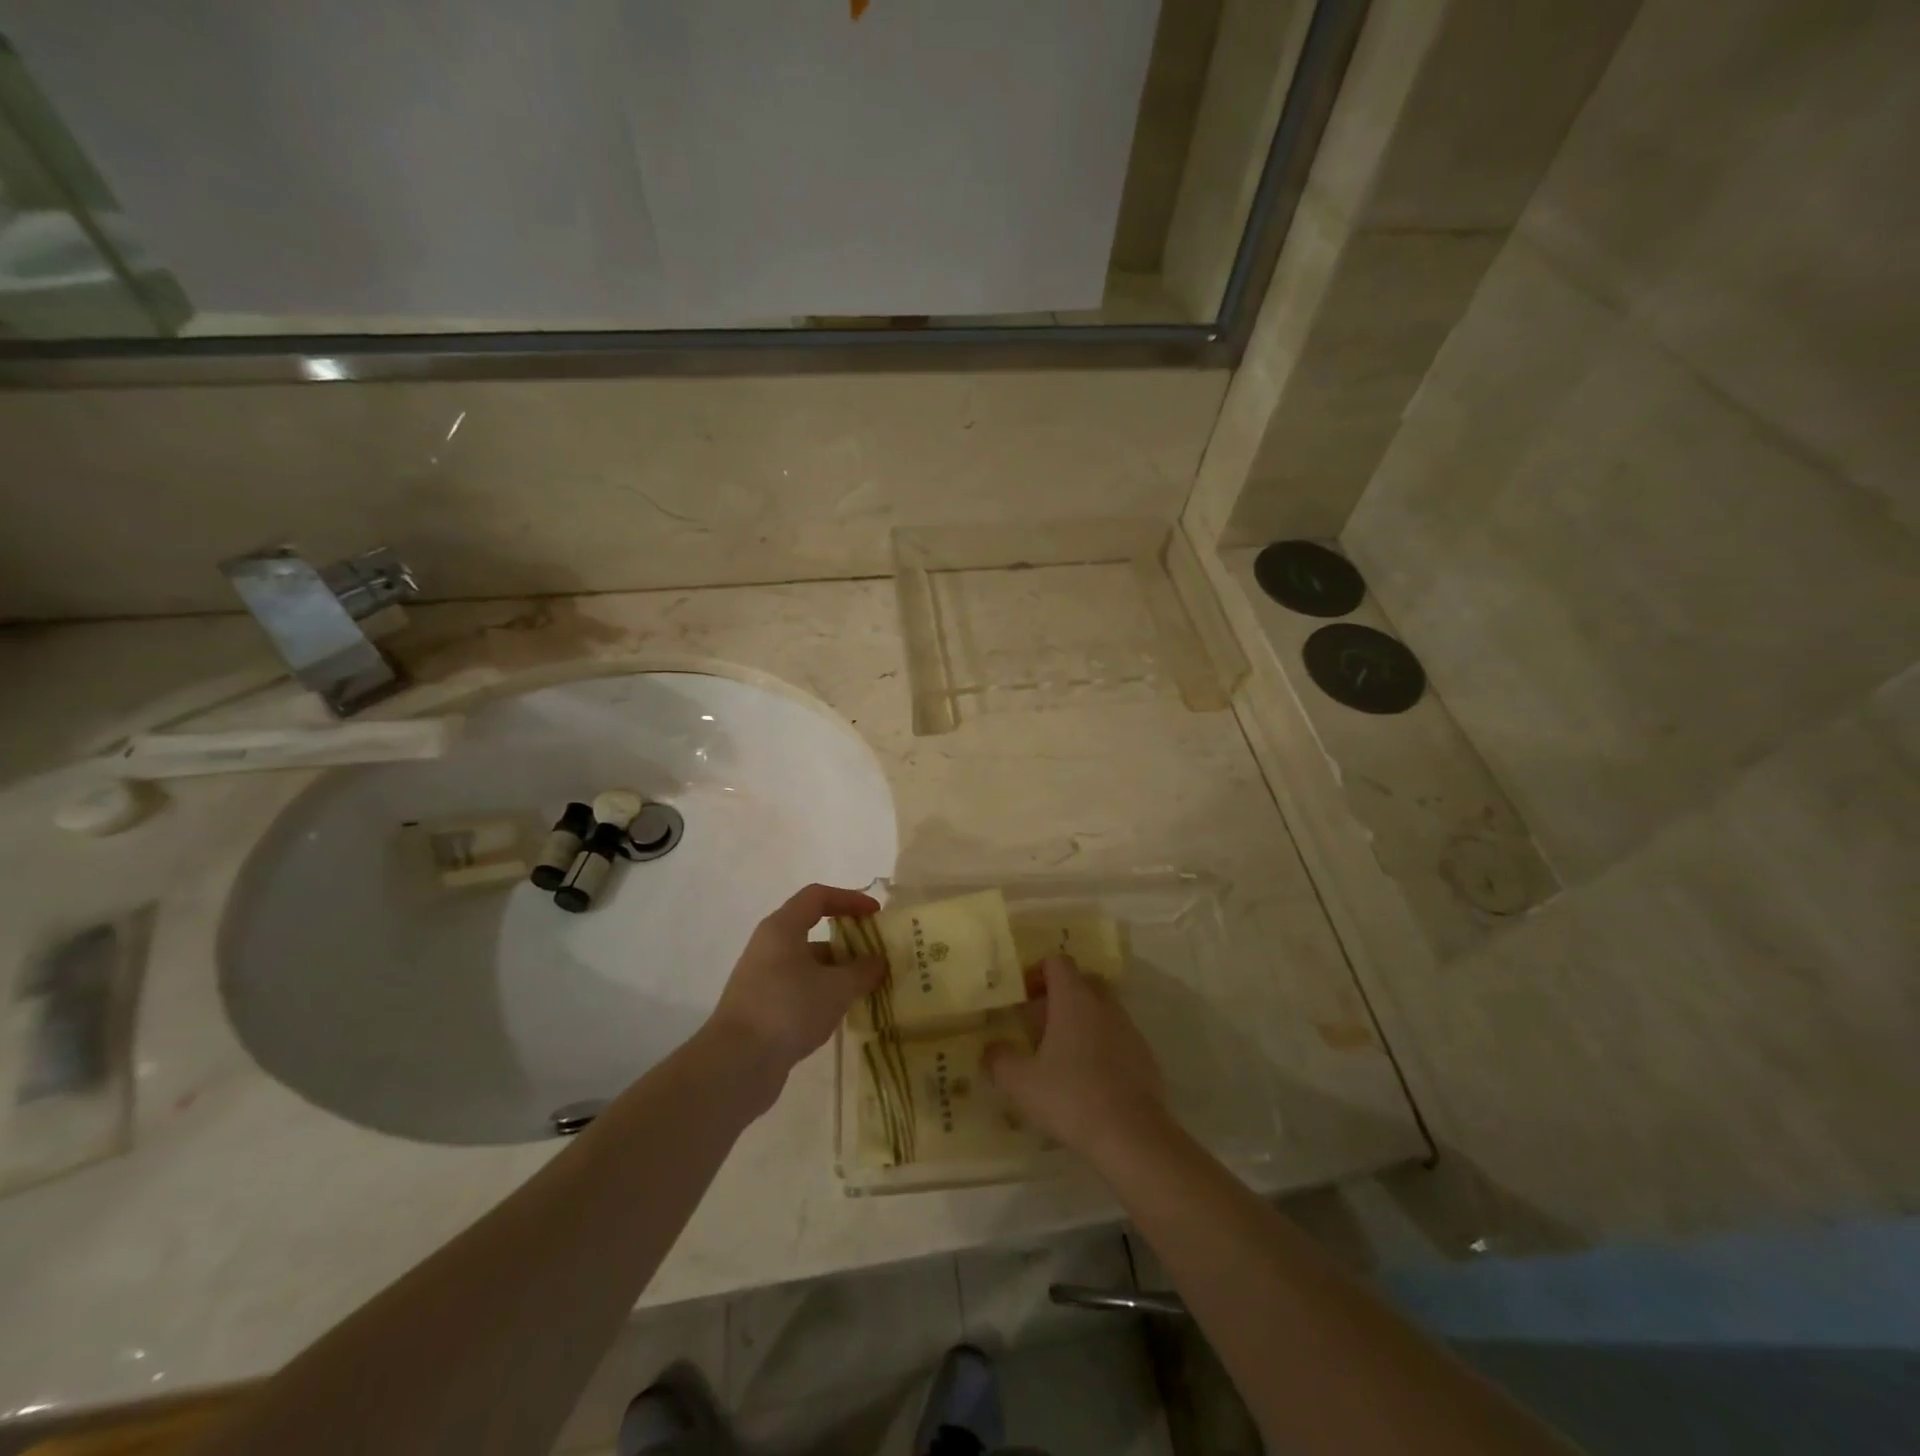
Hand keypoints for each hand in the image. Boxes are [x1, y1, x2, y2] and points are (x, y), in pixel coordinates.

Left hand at [706, 883, 886, 1097]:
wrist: (737, 1064)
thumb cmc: (789, 1009)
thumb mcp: (837, 988)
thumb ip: (863, 971)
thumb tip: (878, 963)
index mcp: (782, 928)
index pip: (817, 897)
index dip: (849, 899)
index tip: (875, 914)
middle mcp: (769, 946)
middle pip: (812, 930)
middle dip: (847, 941)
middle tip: (876, 956)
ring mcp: (762, 978)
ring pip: (807, 963)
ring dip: (837, 971)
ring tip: (866, 989)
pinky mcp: (761, 1007)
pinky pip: (798, 988)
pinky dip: (821, 993)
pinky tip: (840, 1013)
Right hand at [983, 955, 1167, 1161]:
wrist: (1132, 1135)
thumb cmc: (1070, 1097)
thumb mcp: (1021, 1082)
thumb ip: (999, 1059)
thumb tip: (991, 1048)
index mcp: (1073, 998)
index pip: (1057, 962)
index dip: (1037, 972)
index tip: (1024, 998)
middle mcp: (1103, 1004)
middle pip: (1081, 981)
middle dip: (1060, 995)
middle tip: (1040, 1024)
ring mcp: (1128, 1028)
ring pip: (1101, 1009)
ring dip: (1081, 1021)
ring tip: (1062, 1055)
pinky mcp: (1144, 1054)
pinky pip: (1117, 1036)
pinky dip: (1101, 1045)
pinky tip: (1089, 1078)